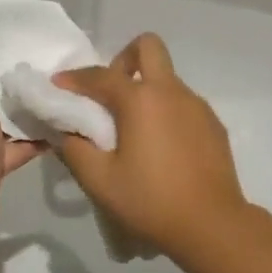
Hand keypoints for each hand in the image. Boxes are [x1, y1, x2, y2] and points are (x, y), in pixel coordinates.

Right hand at [53, 34, 249, 263]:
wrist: (211, 225)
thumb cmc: (150, 201)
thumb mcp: (99, 181)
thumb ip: (75, 150)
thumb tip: (67, 133)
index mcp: (141, 100)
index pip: (100, 75)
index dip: (74, 78)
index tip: (58, 87)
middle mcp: (172, 91)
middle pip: (148, 47)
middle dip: (123, 60)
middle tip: (109, 94)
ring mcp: (198, 106)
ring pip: (167, 78)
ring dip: (146, 90)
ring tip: (133, 130)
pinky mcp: (214, 125)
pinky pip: (183, 103)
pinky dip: (165, 112)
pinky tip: (160, 147)